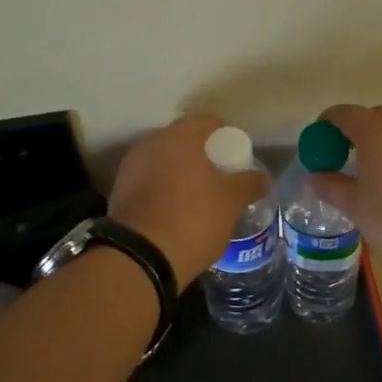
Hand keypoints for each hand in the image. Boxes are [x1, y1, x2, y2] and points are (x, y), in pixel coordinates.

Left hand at [108, 114, 265, 285]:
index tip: (238, 159)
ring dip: (182, 173)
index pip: (209, 123)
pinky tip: (177, 211)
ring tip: (200, 197)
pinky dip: (165, 190)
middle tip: (222, 178)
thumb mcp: (231, 202)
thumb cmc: (193, 219)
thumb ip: (249, 183)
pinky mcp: (119, 192)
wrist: (140, 258)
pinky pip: (150, 182)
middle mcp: (151, 143)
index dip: (228, 138)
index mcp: (179, 136)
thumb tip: (262, 176)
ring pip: (165, 162)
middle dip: (203, 156)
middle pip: (184, 141)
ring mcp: (131, 167)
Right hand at [309, 105, 381, 267]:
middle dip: (353, 133)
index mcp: (374, 129)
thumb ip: (330, 187)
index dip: (324, 126)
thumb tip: (313, 178)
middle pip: (371, 117)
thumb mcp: (355, 206)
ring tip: (370, 174)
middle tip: (342, 160)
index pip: (342, 114)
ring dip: (379, 143)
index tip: (317, 147)